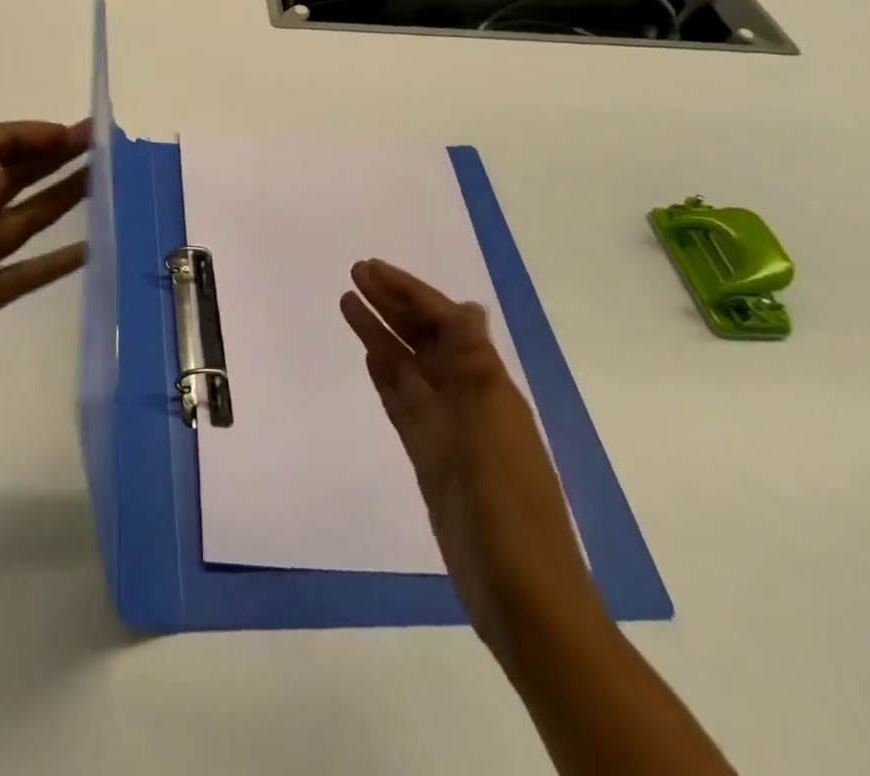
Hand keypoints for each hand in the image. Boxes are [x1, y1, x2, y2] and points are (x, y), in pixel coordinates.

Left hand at [0, 120, 89, 436]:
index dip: (18, 137)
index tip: (61, 136)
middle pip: (9, 178)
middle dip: (50, 158)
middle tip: (99, 144)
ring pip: (24, 219)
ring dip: (61, 200)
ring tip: (104, 183)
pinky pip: (26, 273)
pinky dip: (57, 261)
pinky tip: (92, 249)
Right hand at [340, 260, 602, 658]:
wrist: (522, 599)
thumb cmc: (508, 511)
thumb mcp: (492, 432)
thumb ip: (475, 368)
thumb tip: (468, 306)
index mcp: (489, 388)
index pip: (445, 323)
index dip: (410, 293)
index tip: (372, 270)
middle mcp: (468, 400)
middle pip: (424, 338)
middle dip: (392, 304)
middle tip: (354, 275)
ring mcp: (448, 430)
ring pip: (408, 367)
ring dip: (381, 333)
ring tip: (348, 304)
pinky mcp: (431, 457)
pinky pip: (403, 403)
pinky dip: (386, 376)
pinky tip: (369, 358)